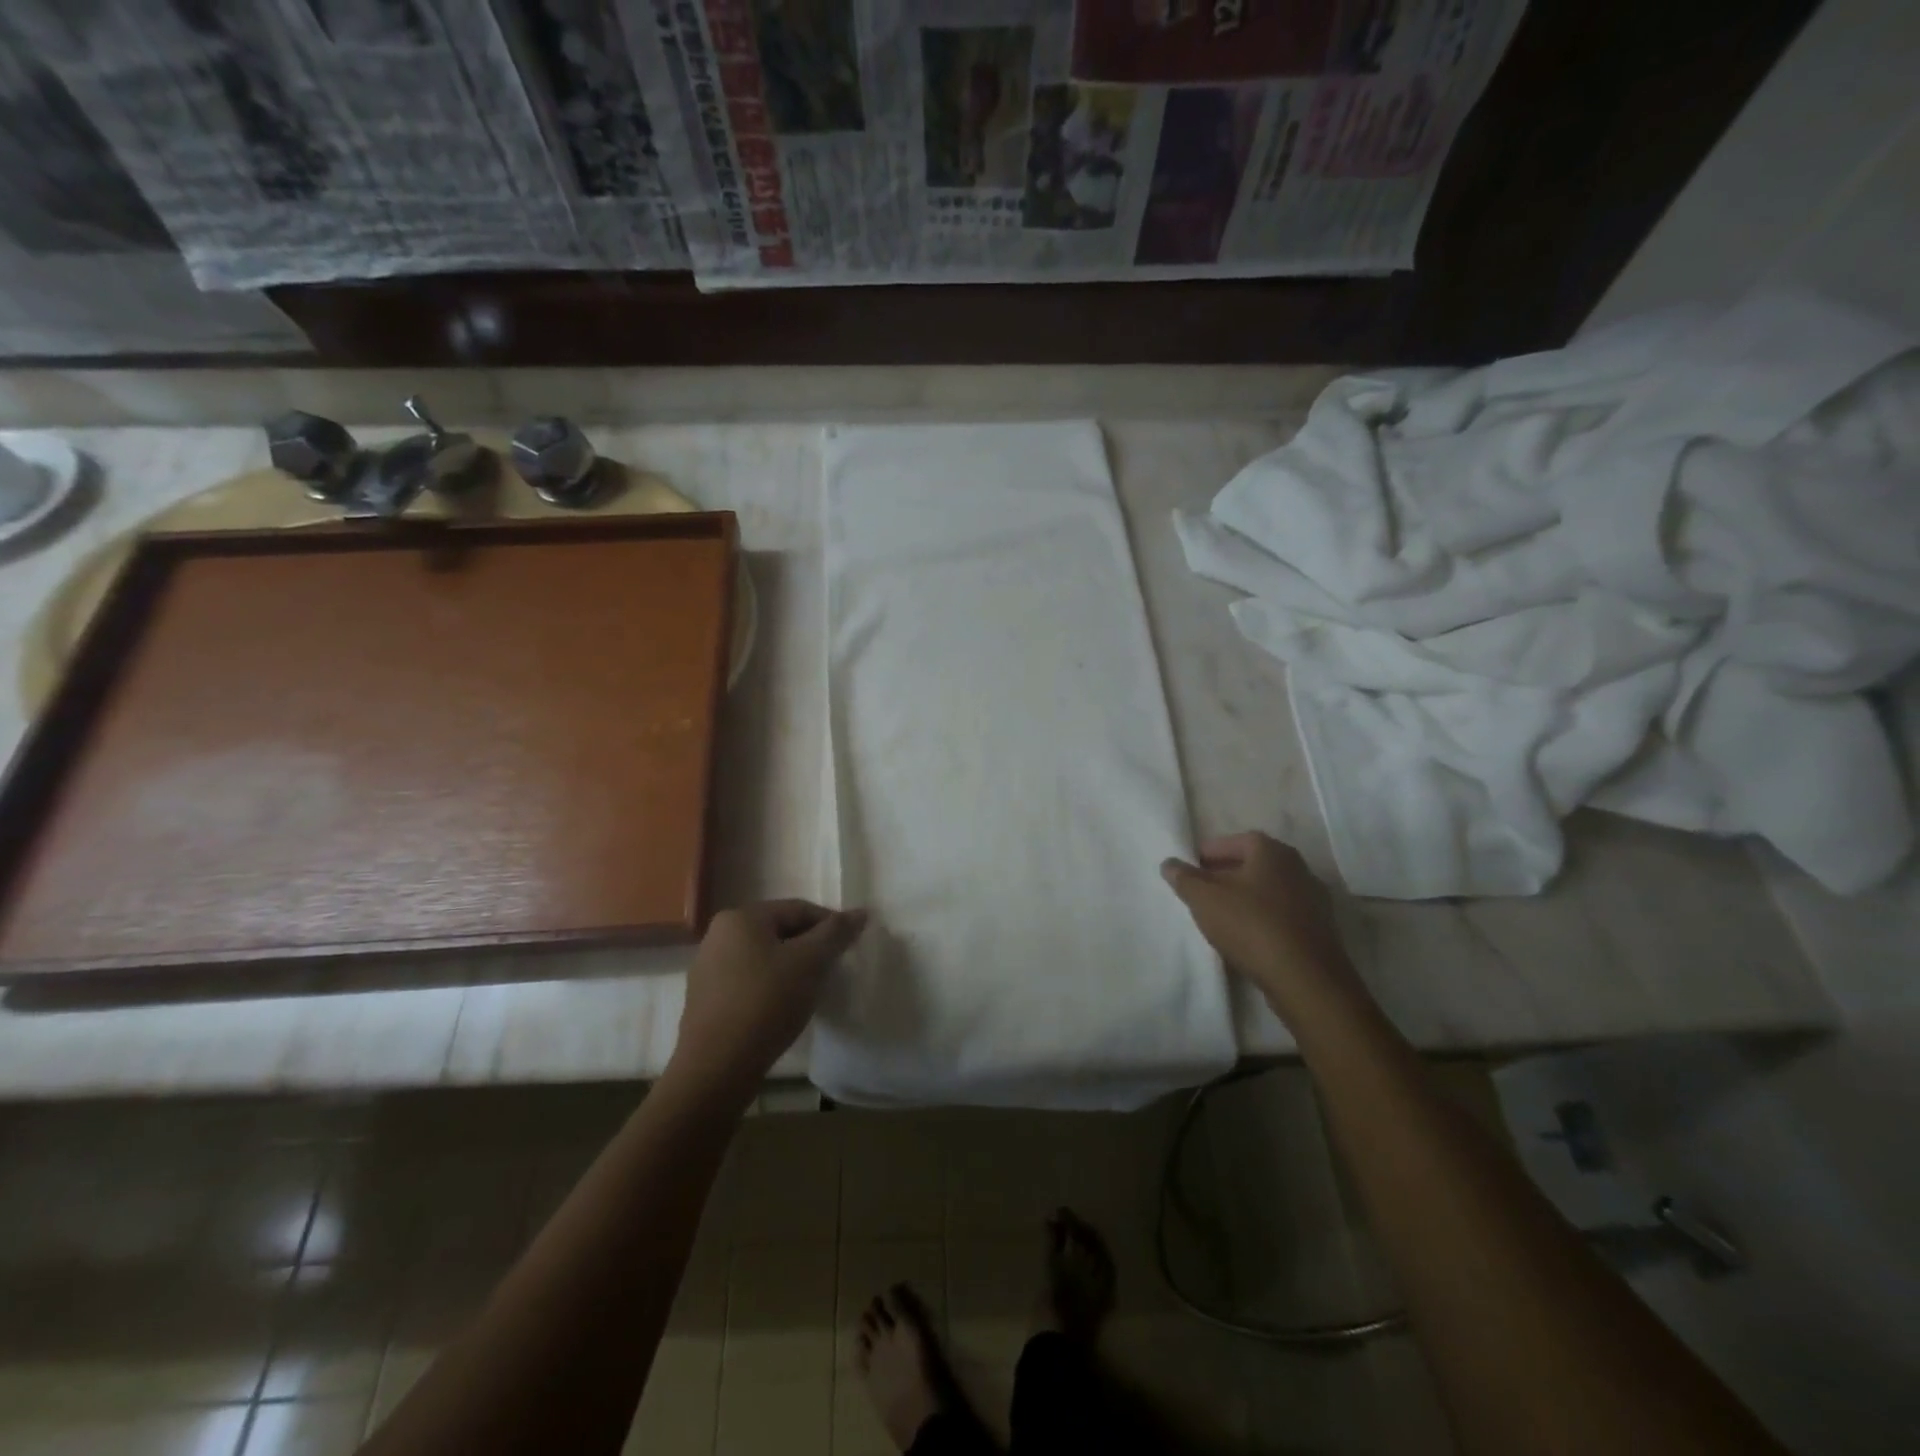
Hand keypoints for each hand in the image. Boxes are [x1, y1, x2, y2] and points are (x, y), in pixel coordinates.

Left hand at [670, 900, 867, 1099]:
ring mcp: (708, 968)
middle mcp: (719, 935)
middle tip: (834, 969)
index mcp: (741, 917)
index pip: (798, 909)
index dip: (830, 925)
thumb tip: (860, 912)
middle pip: (779, 931)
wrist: (716, 1068)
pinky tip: (784, 1008)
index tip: (850, 947)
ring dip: (792, 968)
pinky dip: (771, 987)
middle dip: (810, 947)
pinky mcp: (706, 1000)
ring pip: (764, 957)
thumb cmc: (766, 1003)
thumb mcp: (809, 963)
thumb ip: (835, 933)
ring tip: (812, 991)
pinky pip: (749, 981)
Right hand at [1161, 833, 1361, 1023]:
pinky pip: (1282, 915)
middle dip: (1226, 874)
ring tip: (1219, 915)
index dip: (1211, 851)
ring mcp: (1314, 900)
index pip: (1237, 840)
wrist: (1306, 979)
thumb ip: (1184, 878)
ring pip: (1269, 891)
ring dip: (1245, 898)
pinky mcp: (1319, 930)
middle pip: (1255, 865)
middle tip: (1201, 890)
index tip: (1191, 866)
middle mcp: (1298, 868)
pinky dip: (1262, 919)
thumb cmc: (1251, 925)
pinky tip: (1246, 937)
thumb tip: (1169, 863)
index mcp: (1273, 852)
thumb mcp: (1205, 899)